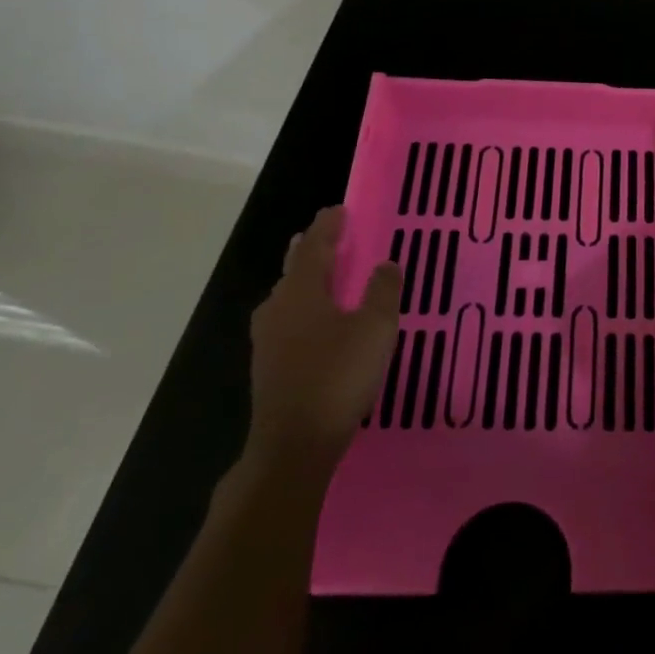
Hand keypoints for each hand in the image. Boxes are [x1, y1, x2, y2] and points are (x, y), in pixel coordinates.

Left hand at [246, 207, 401, 474]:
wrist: (294, 444)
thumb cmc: (338, 377)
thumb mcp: (375, 329)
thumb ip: (382, 292)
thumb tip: (386, 263)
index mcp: (302, 292)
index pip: (314, 247)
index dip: (328, 226)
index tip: (339, 209)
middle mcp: (278, 308)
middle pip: (294, 269)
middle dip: (311, 249)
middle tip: (327, 235)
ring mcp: (268, 339)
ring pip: (287, 295)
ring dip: (304, 279)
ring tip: (322, 274)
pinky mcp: (268, 365)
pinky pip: (286, 320)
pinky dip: (302, 307)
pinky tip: (314, 322)